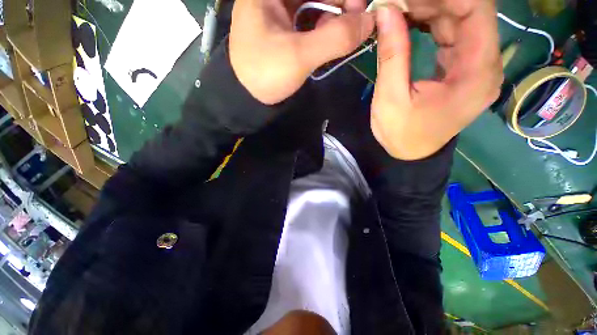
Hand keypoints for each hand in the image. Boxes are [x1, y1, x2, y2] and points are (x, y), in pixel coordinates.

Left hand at [229, 0, 373, 104]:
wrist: (246, 98)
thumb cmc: (264, 74)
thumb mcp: (299, 56)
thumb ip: (335, 38)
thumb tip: (370, 21)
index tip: (358, 8)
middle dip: (340, 4)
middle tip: (355, 25)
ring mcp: (280, 9)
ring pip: (316, 3)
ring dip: (334, 18)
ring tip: (342, 37)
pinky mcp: (285, 27)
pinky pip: (311, 19)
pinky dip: (324, 28)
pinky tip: (329, 40)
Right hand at [370, 1, 501, 159]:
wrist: (410, 153)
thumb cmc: (401, 133)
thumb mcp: (391, 98)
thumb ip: (393, 54)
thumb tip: (386, 11)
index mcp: (477, 72)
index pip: (477, 10)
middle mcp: (486, 64)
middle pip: (469, 12)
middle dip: (433, 0)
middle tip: (397, 2)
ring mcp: (475, 66)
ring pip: (460, 21)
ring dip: (430, 10)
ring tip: (399, 9)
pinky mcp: (462, 69)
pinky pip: (452, 36)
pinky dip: (431, 24)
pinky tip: (409, 22)